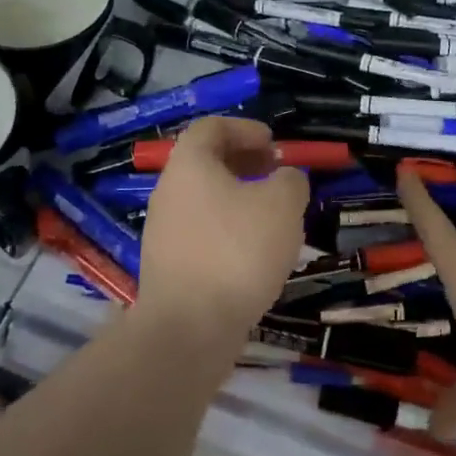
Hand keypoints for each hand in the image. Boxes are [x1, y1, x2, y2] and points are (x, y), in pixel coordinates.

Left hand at [138, 117, 308, 334]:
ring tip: (275, 217)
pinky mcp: (170, 266)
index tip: (274, 145)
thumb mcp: (283, 204)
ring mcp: (164, 231)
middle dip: (245, 164)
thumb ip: (290, 180)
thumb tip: (286, 179)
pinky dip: (230, 230)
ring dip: (240, 199)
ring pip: (206, 200)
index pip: (211, 127)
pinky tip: (256, 254)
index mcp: (189, 165)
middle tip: (278, 177)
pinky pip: (203, 232)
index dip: (245, 129)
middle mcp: (169, 192)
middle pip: (206, 163)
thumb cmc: (237, 251)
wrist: (189, 328)